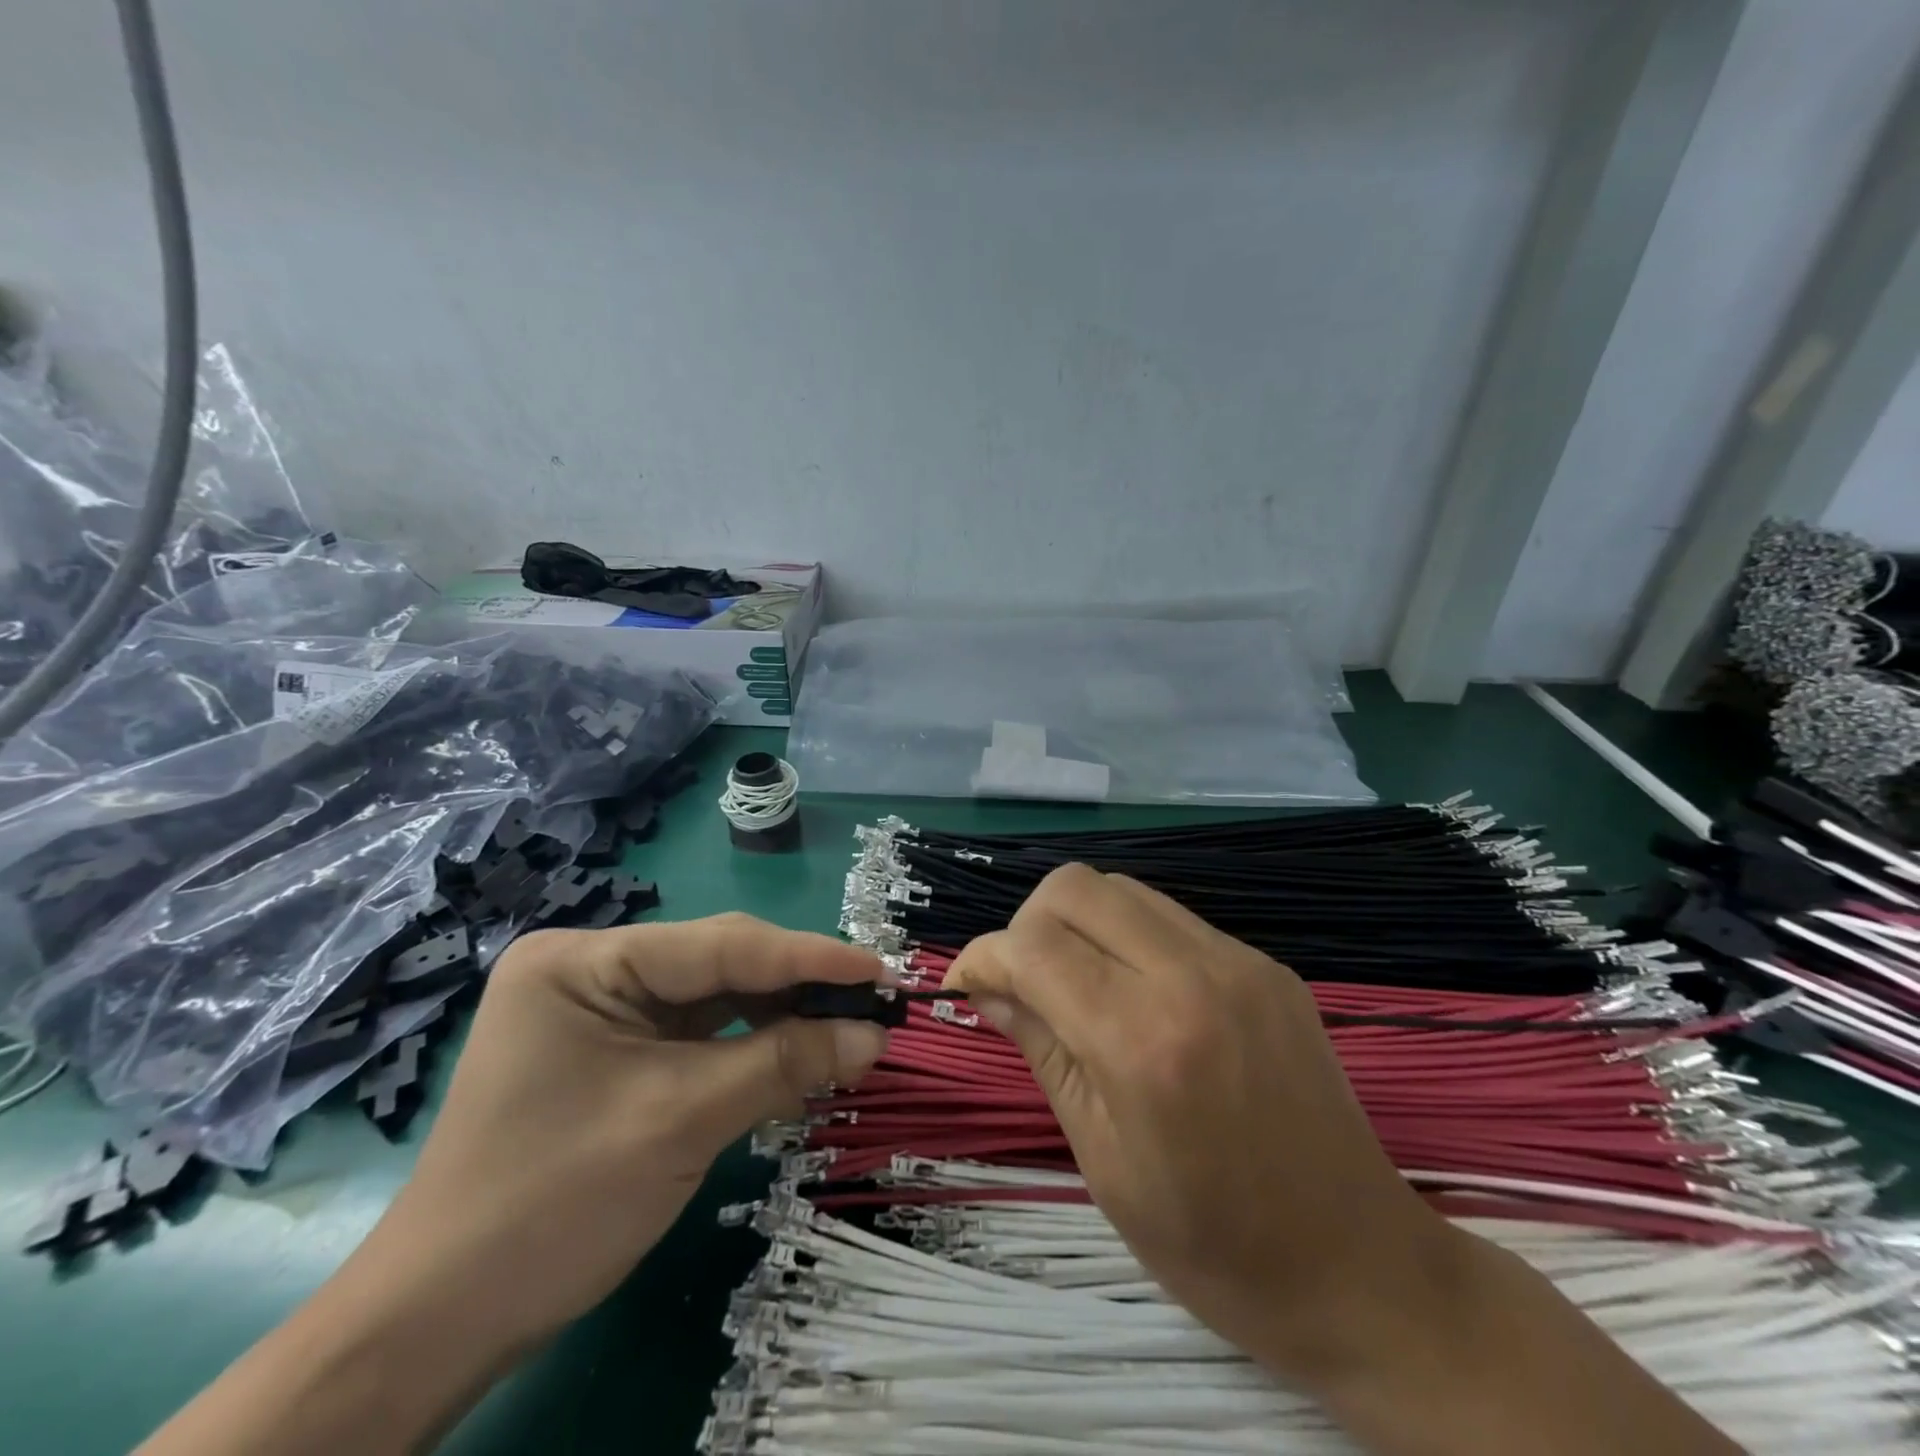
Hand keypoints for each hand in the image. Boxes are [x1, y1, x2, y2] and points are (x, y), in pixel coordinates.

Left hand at [381, 915, 890, 1349]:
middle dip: (797, 988)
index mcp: (584, 960)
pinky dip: (752, 1045)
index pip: (720, 945)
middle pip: (718, 965)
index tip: (879, 968)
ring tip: (848, 1028)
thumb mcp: (681, 1122)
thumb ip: (784, 1064)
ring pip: (715, 998)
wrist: (439, 1324)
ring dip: (781, 1016)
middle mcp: (592, 969)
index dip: (808, 957)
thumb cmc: (552, 1205)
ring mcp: (602, 1009)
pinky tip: (799, 1051)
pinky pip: (699, 1033)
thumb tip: (874, 1035)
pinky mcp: (616, 1050)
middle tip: (873, 1004)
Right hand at [942, 864, 1453, 1387]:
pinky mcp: (1267, 965)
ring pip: (1121, 889)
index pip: (1033, 947)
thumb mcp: (1101, 1158)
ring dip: (1078, 923)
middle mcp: (1192, 977)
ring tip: (1076, 986)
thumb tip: (985, 986)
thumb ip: (1041, 1048)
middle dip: (1027, 924)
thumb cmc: (1212, 1244)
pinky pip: (1171, 918)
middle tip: (1023, 984)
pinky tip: (1136, 994)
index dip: (983, 956)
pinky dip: (1129, 937)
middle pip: (1074, 887)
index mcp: (1142, 1042)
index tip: (967, 985)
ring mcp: (1239, 962)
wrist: (1359, 1268)